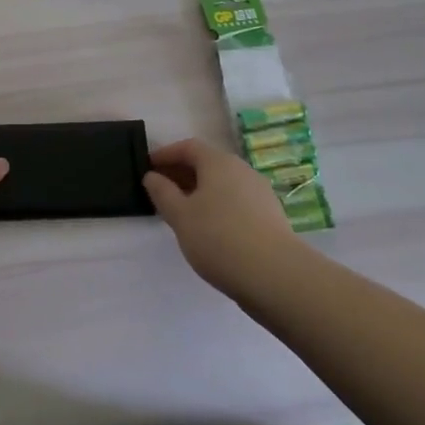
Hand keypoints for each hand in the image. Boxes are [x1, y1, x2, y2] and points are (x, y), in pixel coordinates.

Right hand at [144, 138, 300, 299]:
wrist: (277, 276)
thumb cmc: (219, 238)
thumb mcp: (180, 216)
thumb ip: (162, 193)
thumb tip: (152, 176)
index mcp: (218, 162)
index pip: (188, 147)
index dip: (166, 154)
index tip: (148, 167)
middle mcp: (241, 170)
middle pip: (207, 163)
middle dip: (182, 173)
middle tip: (161, 190)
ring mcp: (260, 193)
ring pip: (223, 184)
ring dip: (200, 191)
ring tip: (183, 212)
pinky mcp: (271, 216)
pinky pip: (236, 201)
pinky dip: (218, 206)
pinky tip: (210, 229)